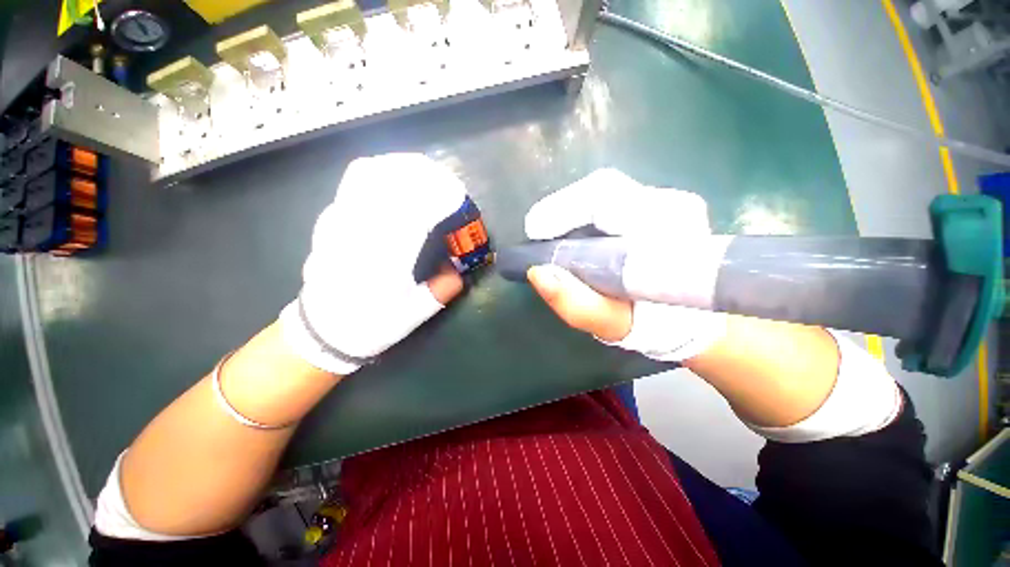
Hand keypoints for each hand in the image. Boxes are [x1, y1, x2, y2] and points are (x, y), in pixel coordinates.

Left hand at [280, 154, 465, 374]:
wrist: (322, 329)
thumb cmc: (370, 324)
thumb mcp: (414, 315)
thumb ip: (442, 288)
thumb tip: (459, 267)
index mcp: (383, 259)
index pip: (413, 212)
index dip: (438, 197)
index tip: (457, 197)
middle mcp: (358, 232)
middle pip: (391, 182)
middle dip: (425, 176)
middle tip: (447, 183)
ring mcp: (340, 220)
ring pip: (369, 173)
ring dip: (402, 167)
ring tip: (425, 173)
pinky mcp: (331, 217)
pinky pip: (355, 179)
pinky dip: (381, 169)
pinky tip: (396, 177)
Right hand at [524, 169, 725, 361]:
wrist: (692, 318)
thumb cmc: (653, 326)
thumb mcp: (611, 324)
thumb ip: (576, 304)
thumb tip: (537, 272)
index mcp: (666, 231)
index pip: (605, 197)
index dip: (562, 208)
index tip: (535, 231)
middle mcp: (672, 205)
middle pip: (602, 188)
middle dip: (562, 209)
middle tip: (539, 233)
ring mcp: (668, 201)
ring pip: (605, 192)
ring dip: (571, 211)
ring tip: (552, 235)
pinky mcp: (659, 205)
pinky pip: (611, 199)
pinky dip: (584, 213)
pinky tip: (574, 233)